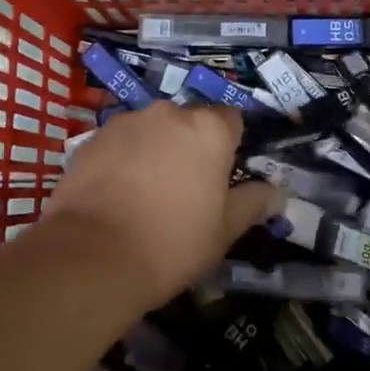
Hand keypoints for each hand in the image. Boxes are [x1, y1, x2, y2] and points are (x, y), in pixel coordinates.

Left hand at [41, 102, 275, 308]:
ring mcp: (126, 122)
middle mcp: (168, 113)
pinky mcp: (91, 139)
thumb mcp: (224, 231)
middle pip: (189, 122)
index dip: (230, 146)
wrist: (90, 257)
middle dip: (190, 146)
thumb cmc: (171, 242)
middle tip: (185, 189)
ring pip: (152, 131)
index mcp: (208, 129)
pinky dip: (122, 160)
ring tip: (145, 194)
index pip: (232, 120)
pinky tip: (115, 195)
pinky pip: (119, 144)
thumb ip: (253, 203)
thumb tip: (279, 193)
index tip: (223, 176)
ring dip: (155, 150)